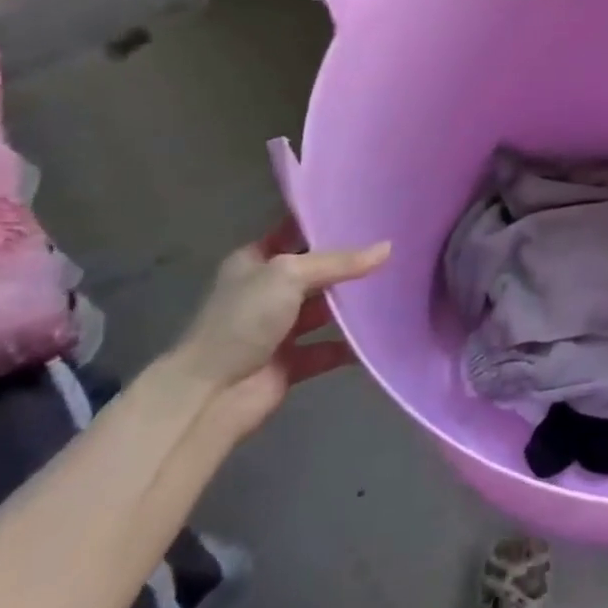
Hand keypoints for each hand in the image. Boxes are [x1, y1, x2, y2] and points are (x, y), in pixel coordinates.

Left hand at [168, 236, 390, 435]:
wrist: (212, 394)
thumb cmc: (244, 319)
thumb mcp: (290, 275)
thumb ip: (339, 263)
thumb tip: (388, 248)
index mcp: (254, 262)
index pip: (292, 233)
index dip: (323, 223)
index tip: (363, 213)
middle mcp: (266, 292)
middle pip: (314, 273)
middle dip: (347, 265)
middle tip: (392, 249)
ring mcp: (278, 329)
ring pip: (323, 311)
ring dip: (351, 305)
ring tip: (395, 288)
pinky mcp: (290, 363)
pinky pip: (326, 349)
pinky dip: (348, 346)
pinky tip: (379, 335)